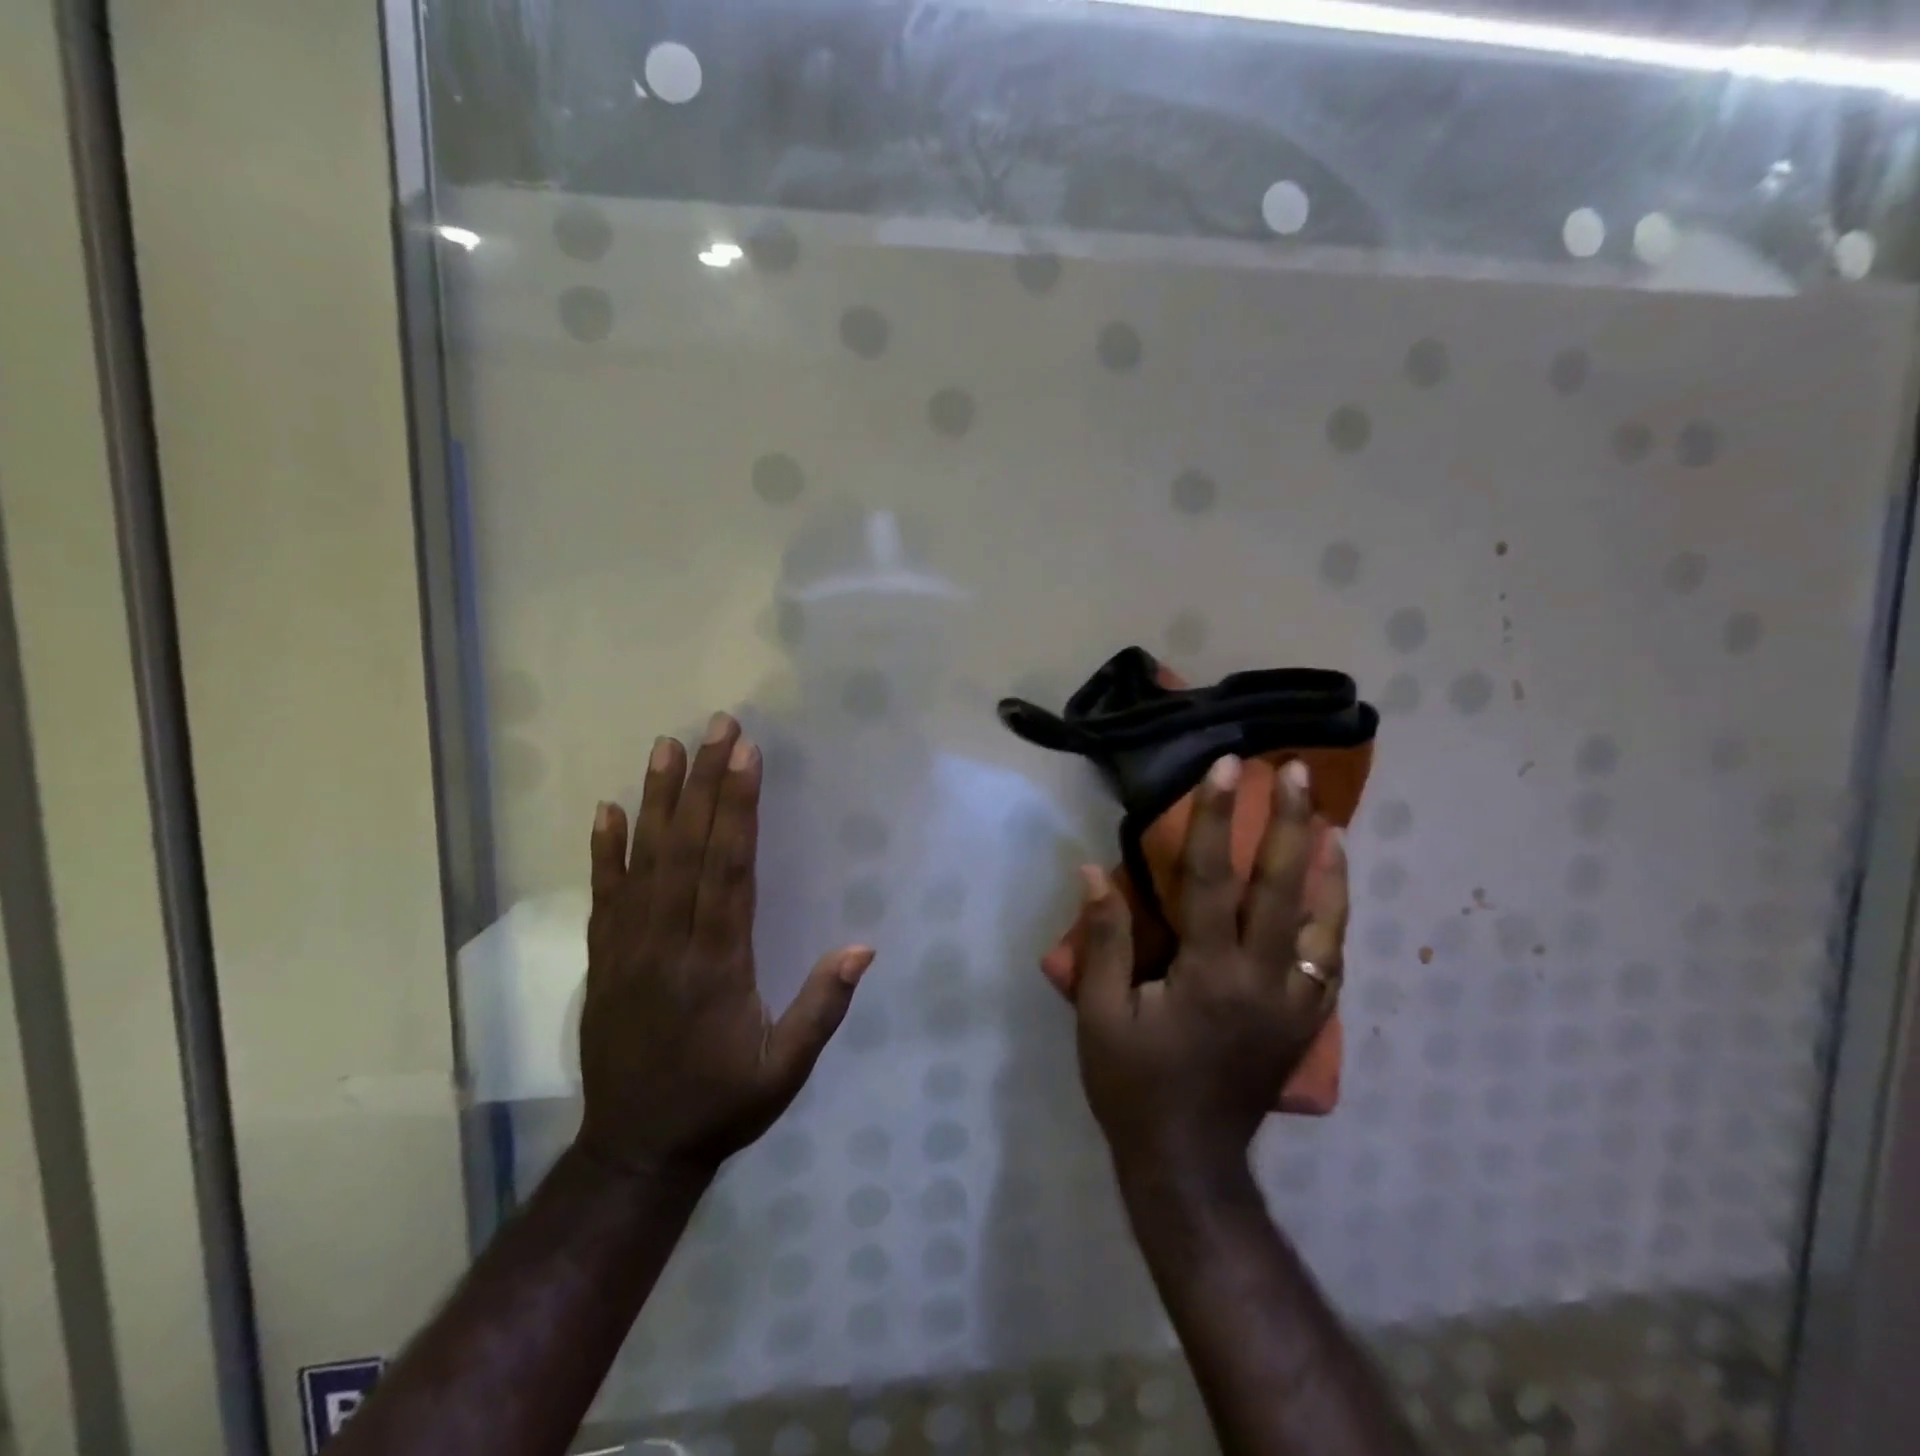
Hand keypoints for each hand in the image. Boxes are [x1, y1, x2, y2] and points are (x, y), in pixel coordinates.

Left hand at [575, 713, 875, 1177]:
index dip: (738, 807)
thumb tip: (863, 946)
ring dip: (657, 800)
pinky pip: (604, 895)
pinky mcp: (604, 960)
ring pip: (644, 861)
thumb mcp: (785, 1070)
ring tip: (666, 748)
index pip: (729, 868)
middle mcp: (669, 943)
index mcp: (717, 963)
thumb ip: (822, 1007)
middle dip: (705, 782)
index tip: (746, 755)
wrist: (635, 1151)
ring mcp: (629, 949)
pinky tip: (608, 810)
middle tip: (716, 726)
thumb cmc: (721, 1105)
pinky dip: (605, 850)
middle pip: (688, 849)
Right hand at [1074, 754, 1346, 1178]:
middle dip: (1289, 824)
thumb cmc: (1133, 1085)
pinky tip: (1334, 894)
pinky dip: (1335, 920)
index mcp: (1208, 974)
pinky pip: (1330, 963)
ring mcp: (1294, 1005)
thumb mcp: (1100, 1013)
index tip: (1224, 768)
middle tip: (1297, 772)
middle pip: (1282, 889)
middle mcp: (1262, 981)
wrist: (1188, 1162)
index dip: (1214, 818)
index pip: (1211, 879)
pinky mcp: (1306, 1025)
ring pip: (1323, 925)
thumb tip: (1094, 871)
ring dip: (1329, 870)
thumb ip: (1105, 940)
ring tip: (1332, 823)